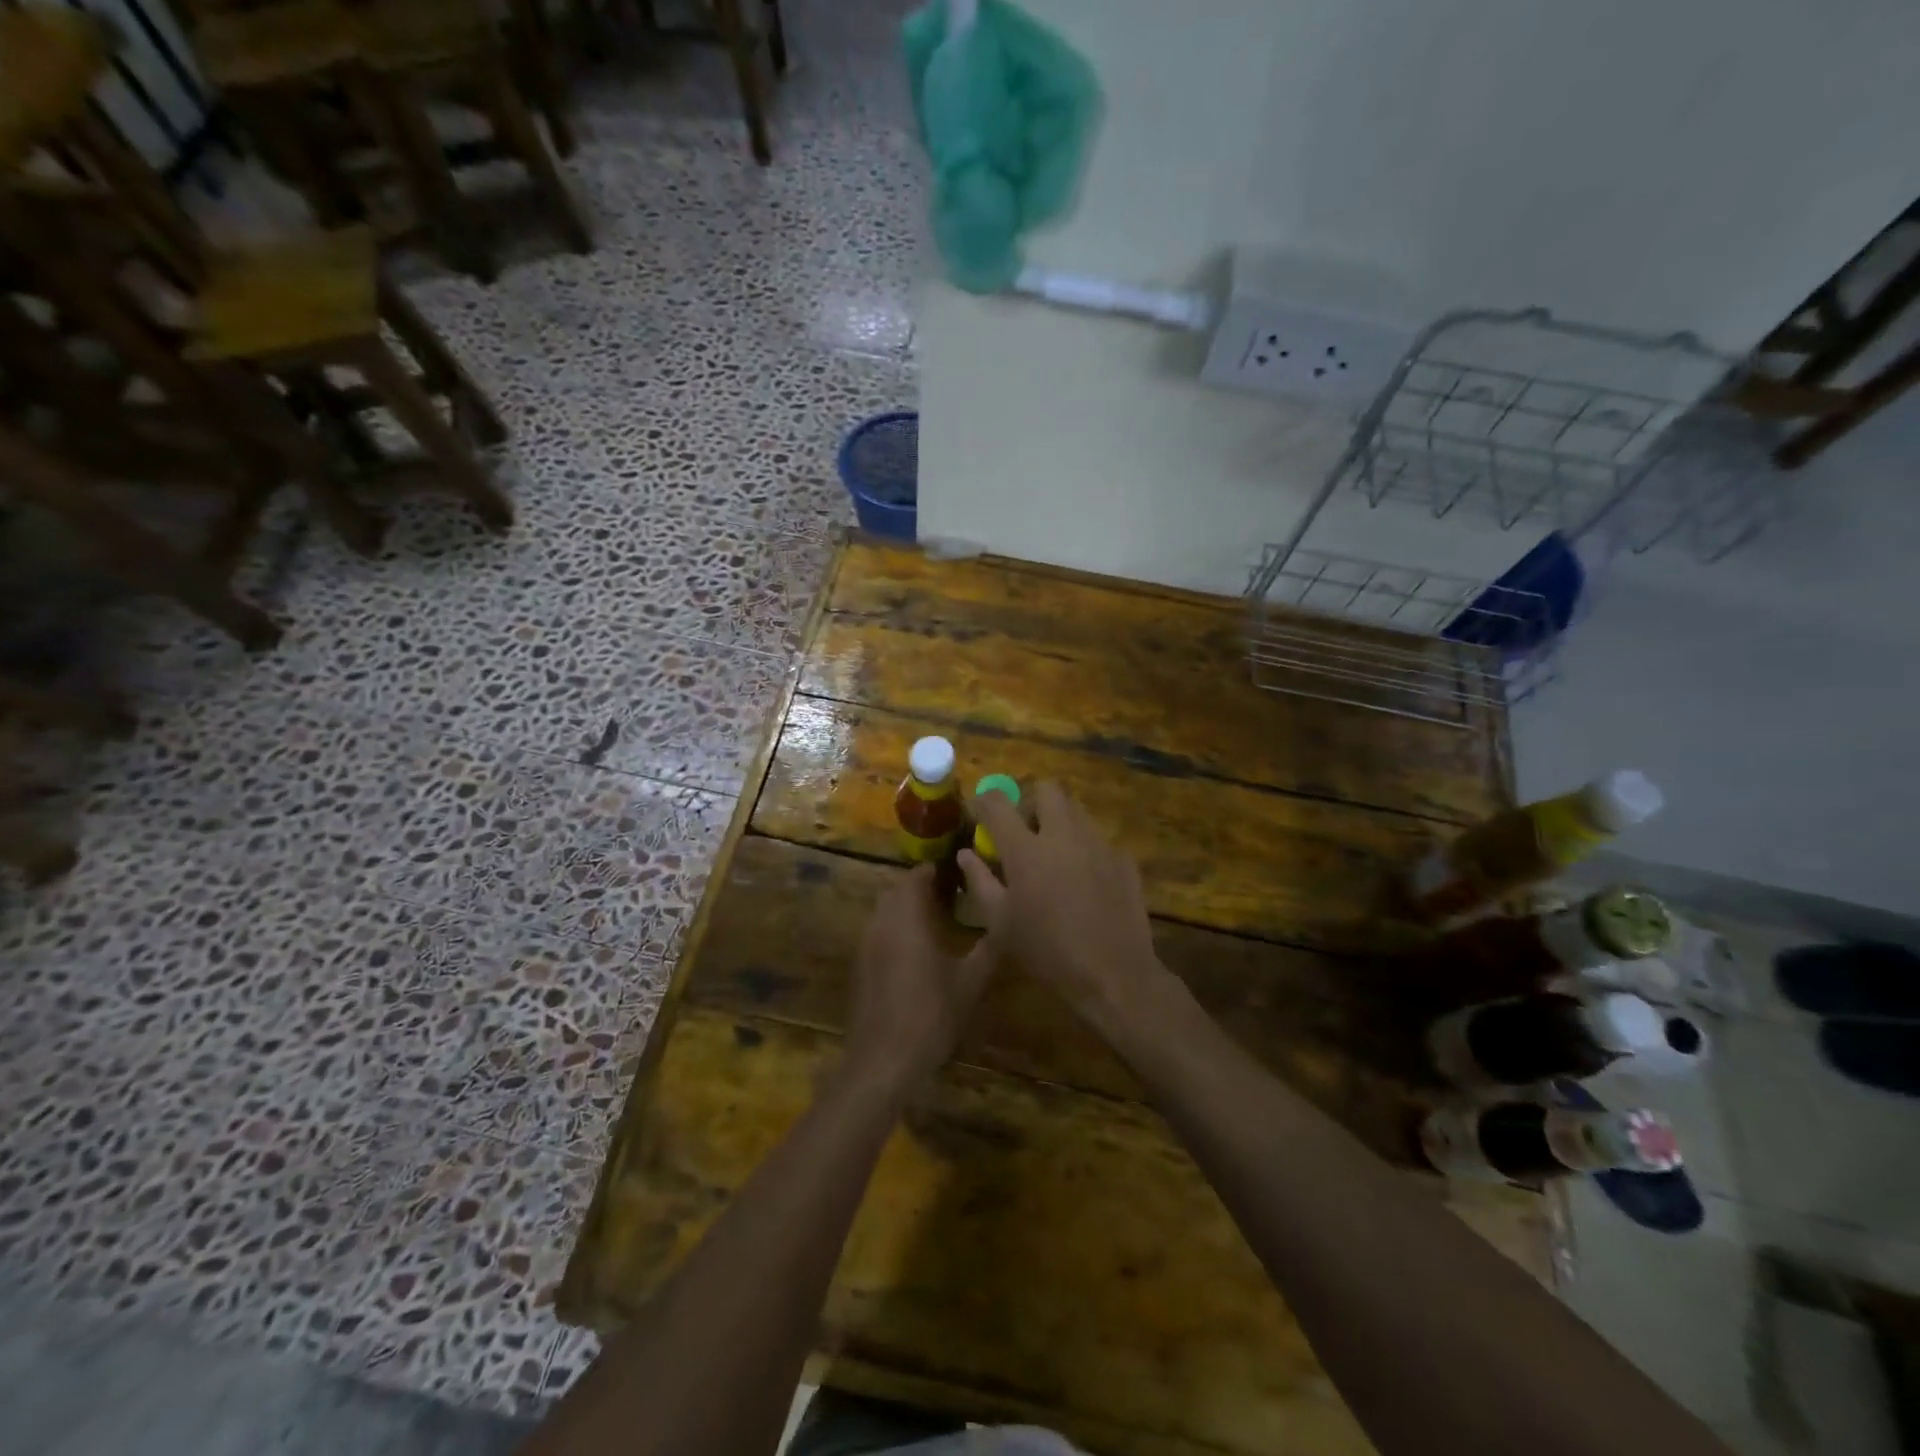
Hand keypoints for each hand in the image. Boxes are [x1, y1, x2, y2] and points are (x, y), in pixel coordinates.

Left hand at [846, 863, 998, 1090]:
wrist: (884, 1060)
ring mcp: (866, 945)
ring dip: (905, 908)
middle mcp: (882, 922)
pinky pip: (877, 932)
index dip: (935, 871)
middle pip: (896, 890)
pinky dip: (894, 930)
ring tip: (935, 923)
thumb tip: (1004, 922)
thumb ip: (988, 948)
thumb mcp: (971, 981)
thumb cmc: (932, 1014)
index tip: (958, 876)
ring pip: (884, 911)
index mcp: (907, 917)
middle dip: (920, 888)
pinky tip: (915, 954)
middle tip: (950, 898)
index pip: (915, 876)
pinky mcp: (860, 966)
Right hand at [959, 782, 1172, 1039]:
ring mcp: (1099, 843)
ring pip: (1076, 810)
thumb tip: (966, 854)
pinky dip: (1085, 848)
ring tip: (1054, 854)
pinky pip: (1099, 839)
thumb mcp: (1000, 922)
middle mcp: (1063, 835)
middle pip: (1047, 790)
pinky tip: (1085, 879)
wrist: (1112, 973)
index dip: (984, 801)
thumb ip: (980, 881)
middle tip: (1024, 830)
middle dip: (1031, 801)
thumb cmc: (1046, 951)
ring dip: (1059, 821)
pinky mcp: (1124, 859)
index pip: (998, 803)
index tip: (979, 811)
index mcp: (1026, 849)